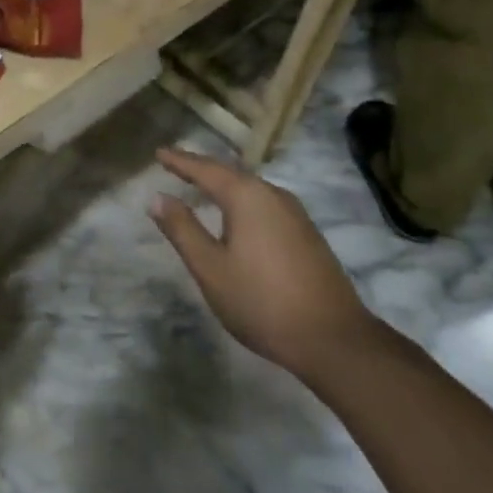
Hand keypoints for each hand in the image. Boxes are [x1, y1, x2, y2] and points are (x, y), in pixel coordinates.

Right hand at [149, 147, 378, 379]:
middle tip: (176, 165)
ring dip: (223, 184)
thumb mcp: (210, 268)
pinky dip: (242, 200)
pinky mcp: (307, 234)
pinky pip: (264, 203)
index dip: (179, 161)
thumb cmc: (262, 301)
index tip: (158, 152)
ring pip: (250, 188)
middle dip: (201, 168)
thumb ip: (182, 229)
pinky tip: (237, 215)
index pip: (204, 168)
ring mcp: (295, 213)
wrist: (335, 341)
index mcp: (246, 196)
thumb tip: (157, 197)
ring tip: (202, 185)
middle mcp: (272, 194)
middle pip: (229, 173)